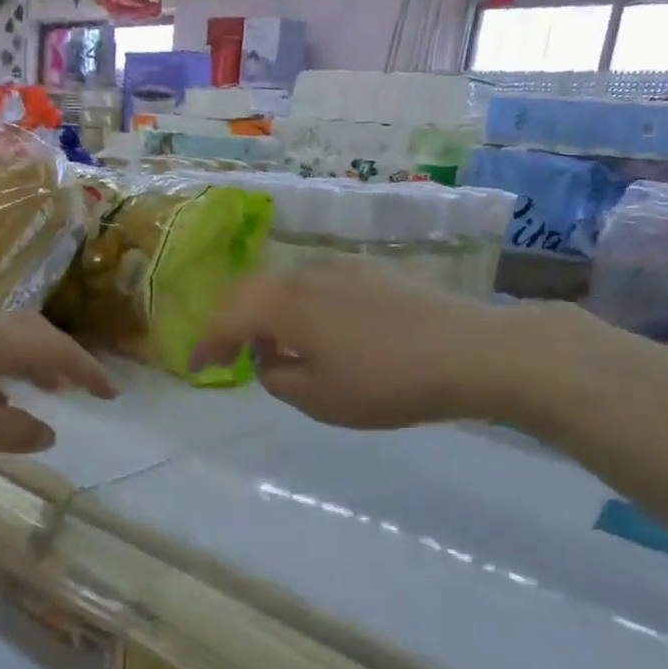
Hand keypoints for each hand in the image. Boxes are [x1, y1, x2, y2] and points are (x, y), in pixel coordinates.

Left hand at [0, 313, 115, 474]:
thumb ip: (16, 429)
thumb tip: (48, 430)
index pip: (54, 346)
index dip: (86, 369)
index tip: (112, 392)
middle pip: (30, 333)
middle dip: (62, 357)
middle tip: (83, 385)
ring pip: (4, 343)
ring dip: (33, 362)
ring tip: (50, 388)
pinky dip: (4, 373)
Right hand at [191, 258, 541, 429]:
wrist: (472, 352)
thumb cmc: (385, 381)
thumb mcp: (318, 399)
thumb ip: (277, 379)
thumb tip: (269, 361)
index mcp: (284, 304)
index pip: (227, 317)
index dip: (206, 342)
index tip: (196, 365)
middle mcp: (306, 275)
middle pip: (252, 291)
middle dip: (232, 323)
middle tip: (228, 354)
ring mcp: (343, 269)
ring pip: (286, 286)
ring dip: (269, 315)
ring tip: (277, 350)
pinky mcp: (373, 273)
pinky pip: (317, 287)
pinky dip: (301, 309)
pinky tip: (320, 335)